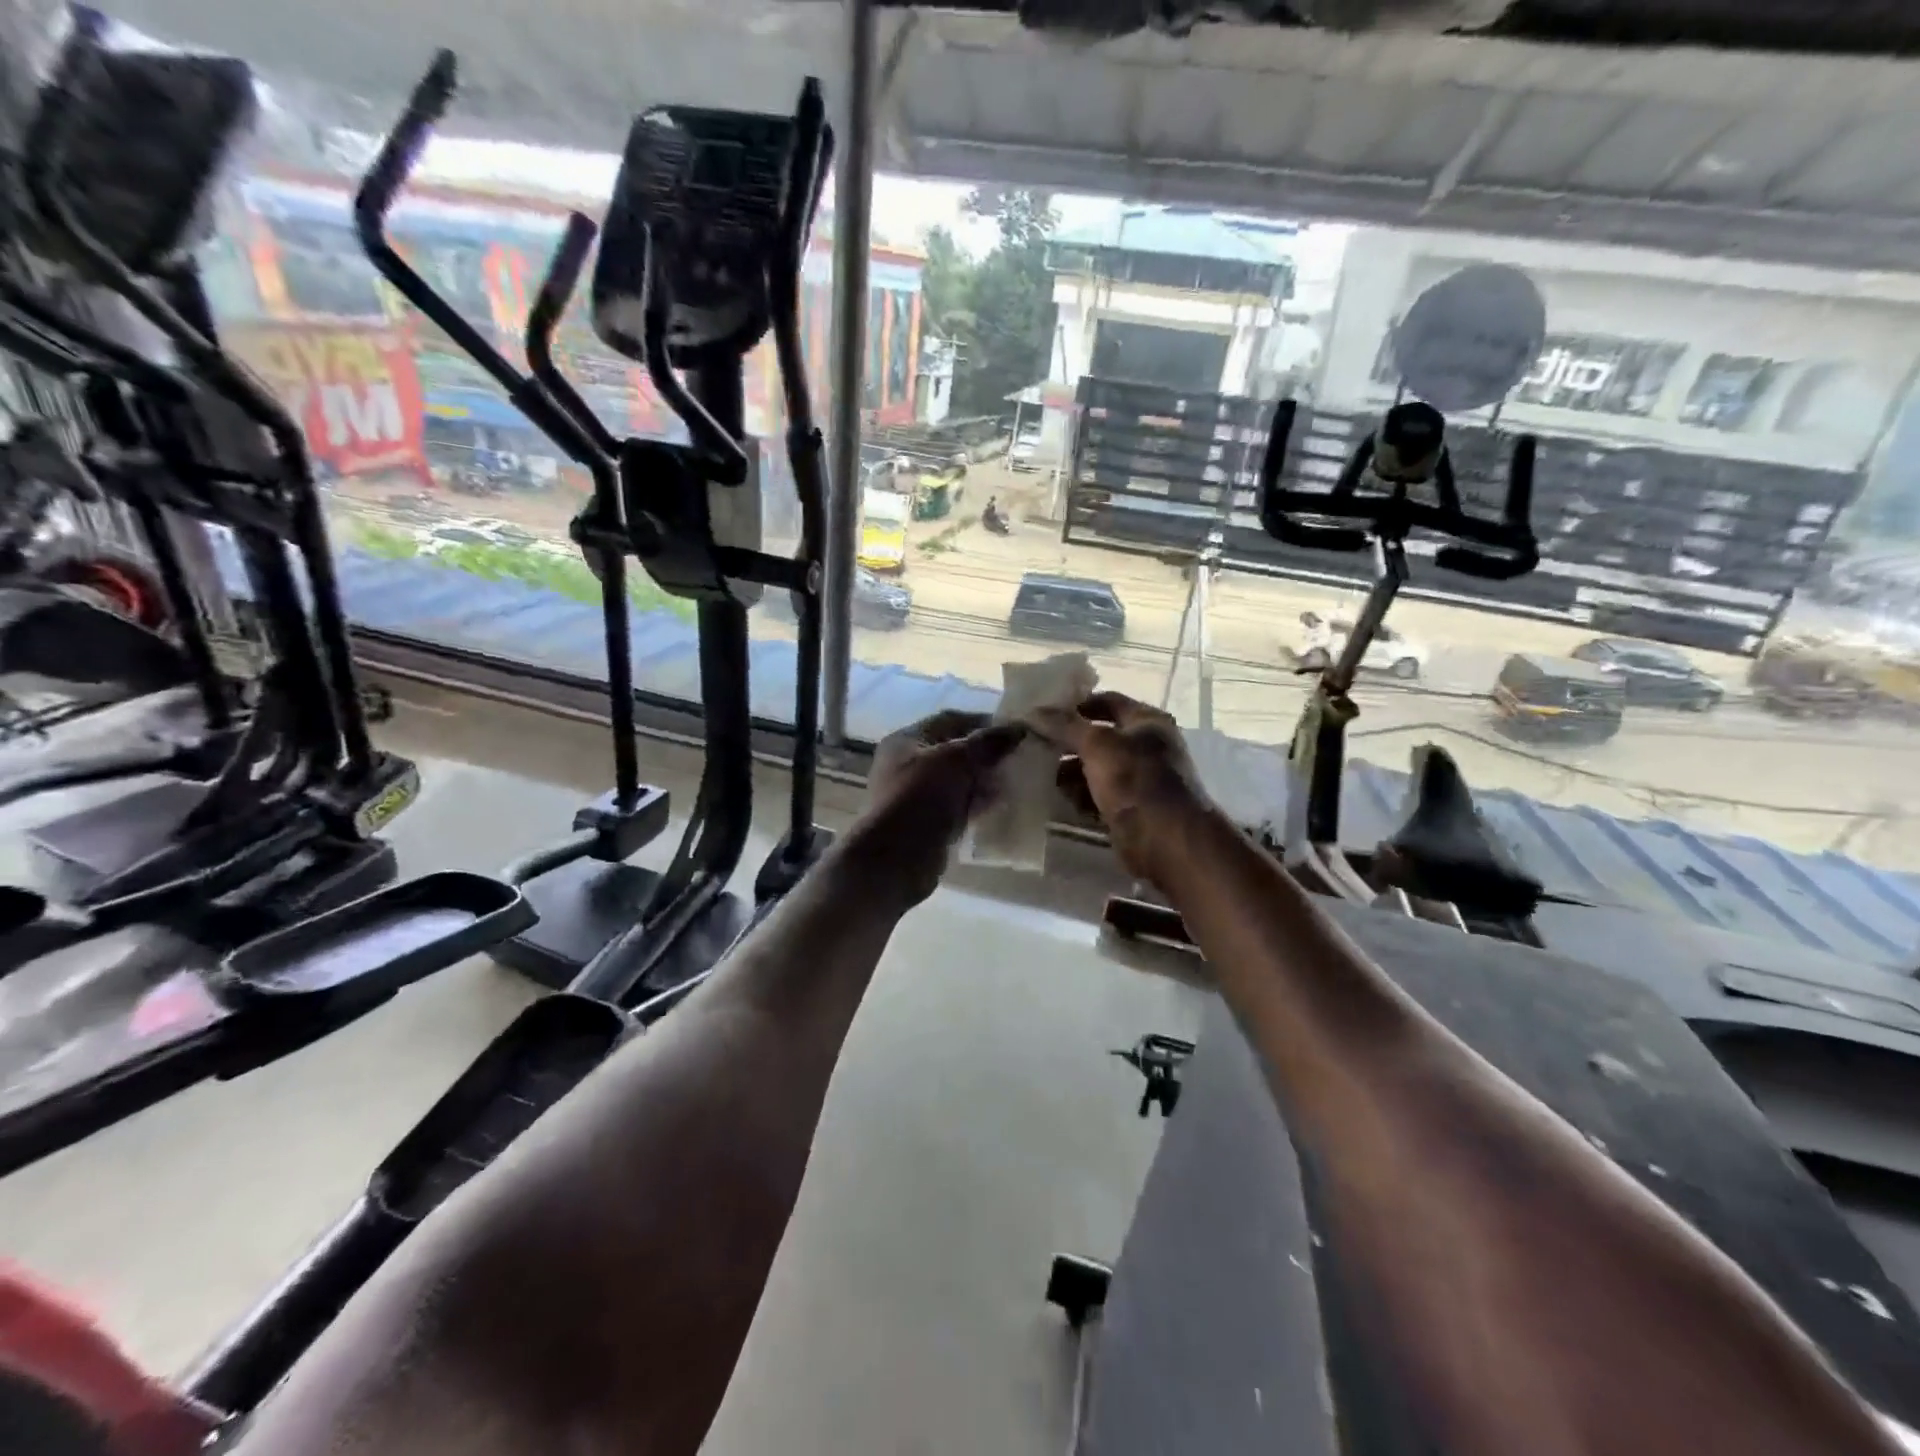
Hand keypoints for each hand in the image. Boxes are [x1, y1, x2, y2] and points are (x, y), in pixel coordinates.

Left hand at [856, 710, 1026, 902]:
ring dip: (983, 781)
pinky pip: (957, 806)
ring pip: (957, 781)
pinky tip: (999, 806)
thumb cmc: (922, 797)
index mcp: (906, 740)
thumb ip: (988, 743)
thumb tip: (1019, 728)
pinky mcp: (926, 822)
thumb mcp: (957, 761)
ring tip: (1014, 782)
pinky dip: (976, 805)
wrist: (896, 858)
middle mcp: (907, 764)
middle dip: (985, 754)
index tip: (1013, 731)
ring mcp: (915, 795)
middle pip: (953, 751)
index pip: (949, 720)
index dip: (982, 722)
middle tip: (1018, 758)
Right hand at [1029, 692, 1209, 886]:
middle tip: (1035, 745)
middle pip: (1099, 737)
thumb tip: (1033, 712)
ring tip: (1040, 774)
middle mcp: (1146, 747)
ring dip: (1070, 771)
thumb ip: (1065, 726)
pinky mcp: (1129, 809)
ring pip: (1096, 769)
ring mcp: (1139, 780)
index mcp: (1147, 722)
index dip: (1076, 704)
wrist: (1166, 841)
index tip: (1044, 713)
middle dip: (1068, 742)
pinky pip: (1097, 796)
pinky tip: (1057, 799)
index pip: (1108, 702)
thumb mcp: (1098, 745)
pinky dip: (1079, 796)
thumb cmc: (1136, 781)